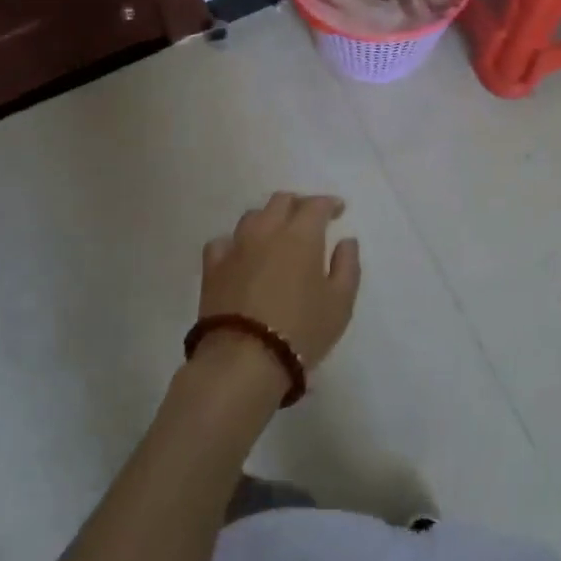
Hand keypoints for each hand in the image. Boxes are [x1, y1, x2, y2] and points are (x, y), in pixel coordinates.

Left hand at [198, 192, 361, 387]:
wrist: (244, 359)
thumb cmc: (301, 330)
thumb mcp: (340, 303)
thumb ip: (347, 266)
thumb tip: (346, 241)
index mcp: (301, 235)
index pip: (316, 205)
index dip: (329, 203)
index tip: (338, 210)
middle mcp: (267, 231)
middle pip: (281, 201)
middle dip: (298, 204)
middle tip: (309, 218)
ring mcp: (237, 247)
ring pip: (252, 216)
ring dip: (268, 218)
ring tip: (276, 234)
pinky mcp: (213, 268)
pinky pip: (223, 242)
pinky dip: (235, 243)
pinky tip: (240, 254)